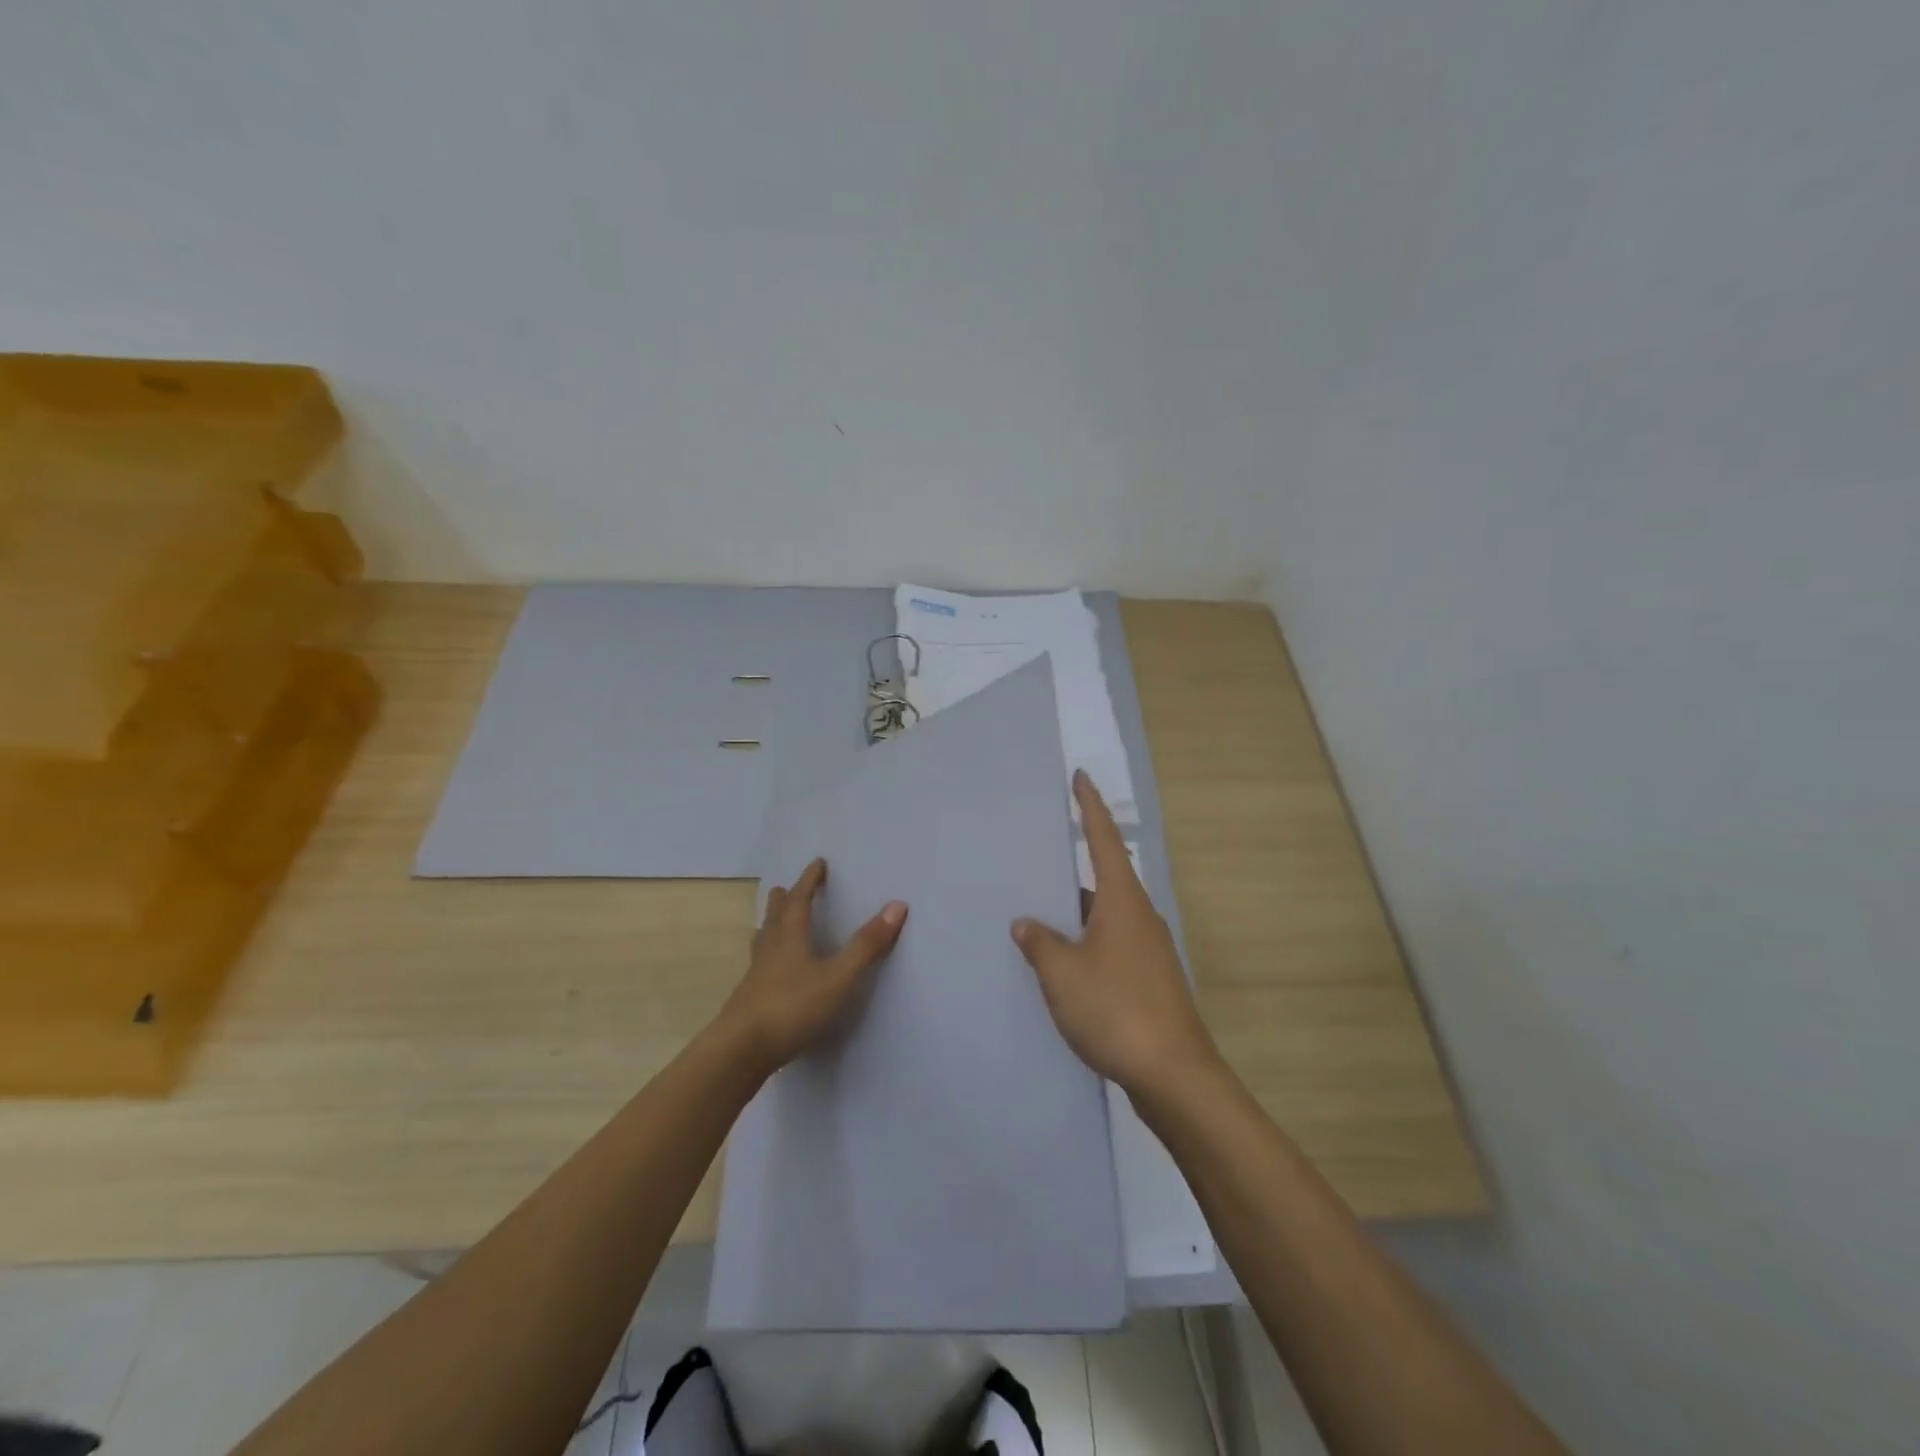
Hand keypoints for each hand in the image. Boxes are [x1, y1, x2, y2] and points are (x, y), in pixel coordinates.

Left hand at [719, 858, 906, 1075]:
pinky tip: (768, 974)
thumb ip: (866, 945)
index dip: (809, 881)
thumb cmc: (792, 1007)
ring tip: (769, 923)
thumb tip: (897, 905)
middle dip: (782, 901)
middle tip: (782, 888)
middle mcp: (770, 952)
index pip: (799, 901)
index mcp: (790, 939)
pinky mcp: (749, 1003)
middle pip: (774, 918)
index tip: (817, 863)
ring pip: (762, 944)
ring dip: (768, 928)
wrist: (741, 1051)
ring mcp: (755, 978)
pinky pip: (759, 969)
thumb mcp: (839, 977)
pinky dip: (766, 959)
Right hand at [1012, 770, 1218, 1096]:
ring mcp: (1148, 950)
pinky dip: (1086, 942)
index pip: (1104, 839)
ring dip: (1076, 912)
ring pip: (1105, 916)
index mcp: (1122, 901)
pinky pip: (1110, 944)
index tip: (1080, 777)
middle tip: (1038, 856)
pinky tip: (1061, 963)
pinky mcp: (1150, 980)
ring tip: (1037, 913)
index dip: (1090, 806)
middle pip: (1104, 878)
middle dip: (1074, 866)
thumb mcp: (1063, 973)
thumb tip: (1026, 924)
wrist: (1173, 1075)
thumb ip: (1040, 943)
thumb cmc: (1115, 1009)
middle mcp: (1140, 916)